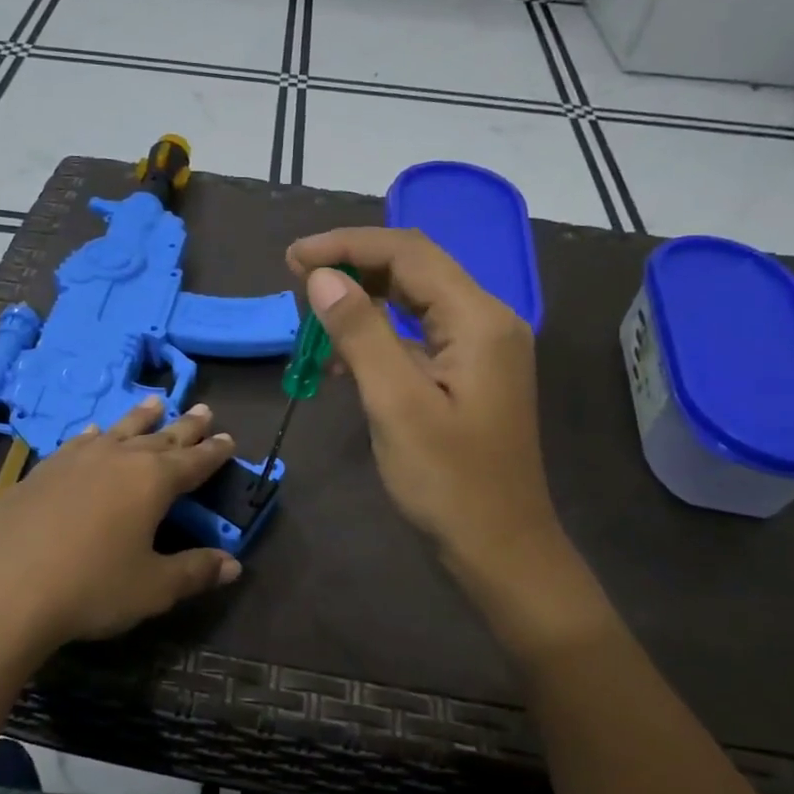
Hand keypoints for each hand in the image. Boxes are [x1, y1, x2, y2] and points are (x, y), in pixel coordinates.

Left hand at [0, 398, 242, 662]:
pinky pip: (80, 442)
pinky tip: (95, 433)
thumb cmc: (90, 587)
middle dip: (185, 426)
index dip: (214, 452)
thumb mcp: (152, 587)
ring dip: (141, 417)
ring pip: (120, 430)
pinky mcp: (43, 470)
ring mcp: (77, 459)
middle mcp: (118, 459)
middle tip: (204, 409)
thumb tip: (234, 564)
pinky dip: (96, 435)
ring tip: (156, 401)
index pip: (194, 461)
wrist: (2, 587)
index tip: (229, 438)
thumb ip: (195, 572)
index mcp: (153, 481)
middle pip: (160, 437)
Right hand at [286, 227, 562, 582]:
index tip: (293, 258)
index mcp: (478, 319)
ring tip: (314, 311)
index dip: (347, 245)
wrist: (500, 549)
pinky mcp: (469, 374)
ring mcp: (481, 349)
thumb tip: (322, 276)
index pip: (408, 253)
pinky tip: (344, 359)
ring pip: (416, 300)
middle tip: (297, 276)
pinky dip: (380, 335)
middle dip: (355, 265)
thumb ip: (361, 333)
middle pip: (415, 268)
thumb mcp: (396, 405)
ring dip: (365, 299)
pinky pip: (419, 335)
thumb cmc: (448, 482)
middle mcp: (487, 321)